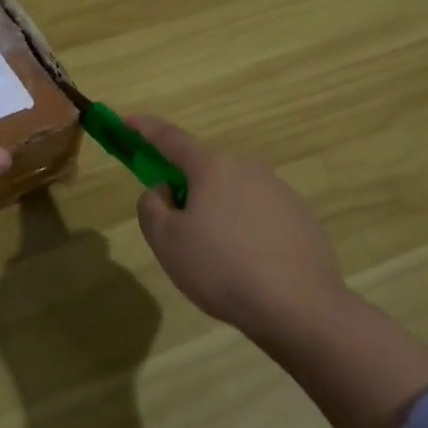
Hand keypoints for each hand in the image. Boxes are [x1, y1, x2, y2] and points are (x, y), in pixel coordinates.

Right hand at [127, 116, 346, 338]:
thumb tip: (165, 191)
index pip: (170, 137)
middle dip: (184, 189)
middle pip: (204, 170)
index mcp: (212, 167)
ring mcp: (280, 192)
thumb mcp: (166, 240)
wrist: (300, 307)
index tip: (126, 120)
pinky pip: (258, 217)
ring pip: (232, 195)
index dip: (144, 128)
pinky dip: (243, 231)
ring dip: (215, 213)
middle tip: (174, 227)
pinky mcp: (301, 219)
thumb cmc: (222, 268)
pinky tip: (246, 267)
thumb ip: (152, 206)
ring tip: (214, 259)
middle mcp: (248, 168)